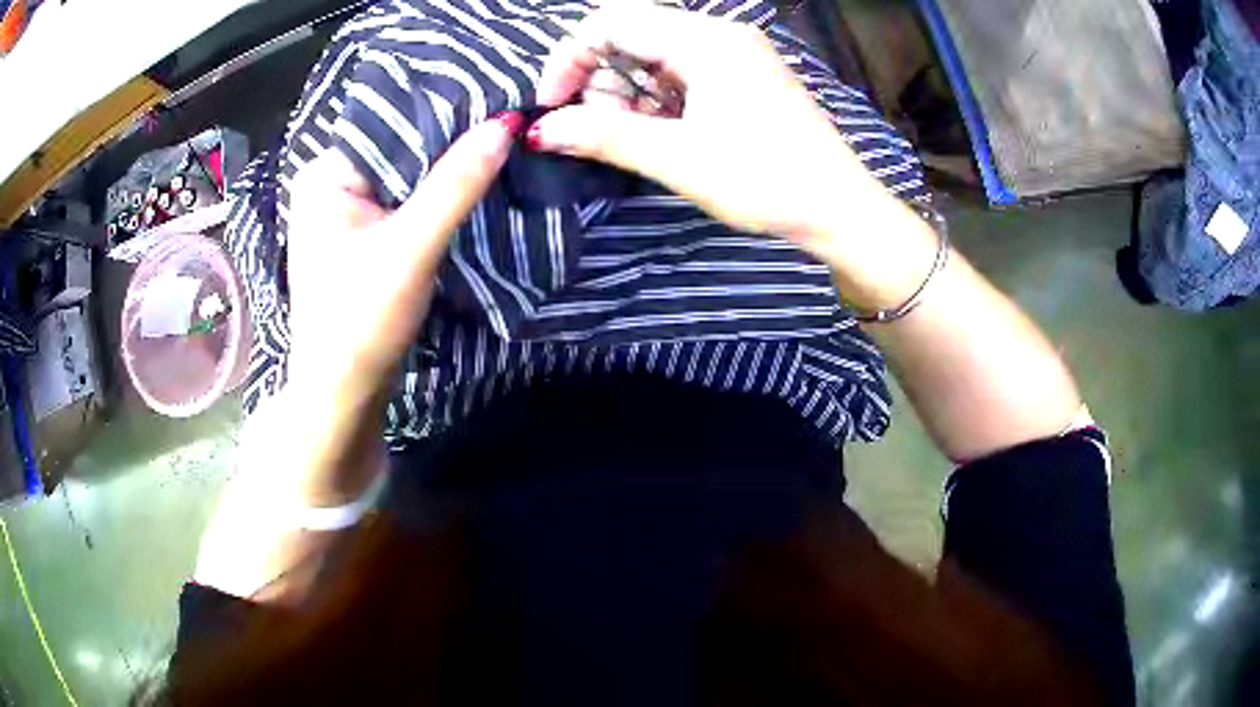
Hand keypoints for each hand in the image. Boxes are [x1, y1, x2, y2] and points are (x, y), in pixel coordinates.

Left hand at [285, 113, 523, 406]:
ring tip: (500, 143)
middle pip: (399, 148)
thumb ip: (456, 184)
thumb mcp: (411, 247)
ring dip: (445, 170)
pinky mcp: (362, 237)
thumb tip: (504, 123)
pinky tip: (473, 185)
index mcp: (326, 173)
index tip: (497, 96)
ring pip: (405, 175)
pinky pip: (404, 201)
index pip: (391, 122)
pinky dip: (435, 196)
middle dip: (448, 140)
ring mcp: (345, 212)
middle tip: (507, 118)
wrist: (344, 394)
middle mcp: (330, 184)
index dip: (444, 108)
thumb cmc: (361, 320)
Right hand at [530, 4, 894, 260]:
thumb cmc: (765, 180)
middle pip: (631, 36)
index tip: (554, 107)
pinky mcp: (745, 78)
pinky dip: (661, 100)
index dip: (570, 59)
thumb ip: (604, 135)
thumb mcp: (678, 158)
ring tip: (639, 139)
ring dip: (630, 94)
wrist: (839, 208)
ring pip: (656, 57)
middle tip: (603, 131)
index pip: (611, 22)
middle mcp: (720, 34)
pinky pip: (684, 74)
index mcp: (704, 40)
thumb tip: (540, 130)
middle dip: (601, 81)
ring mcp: (737, 55)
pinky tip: (668, 133)